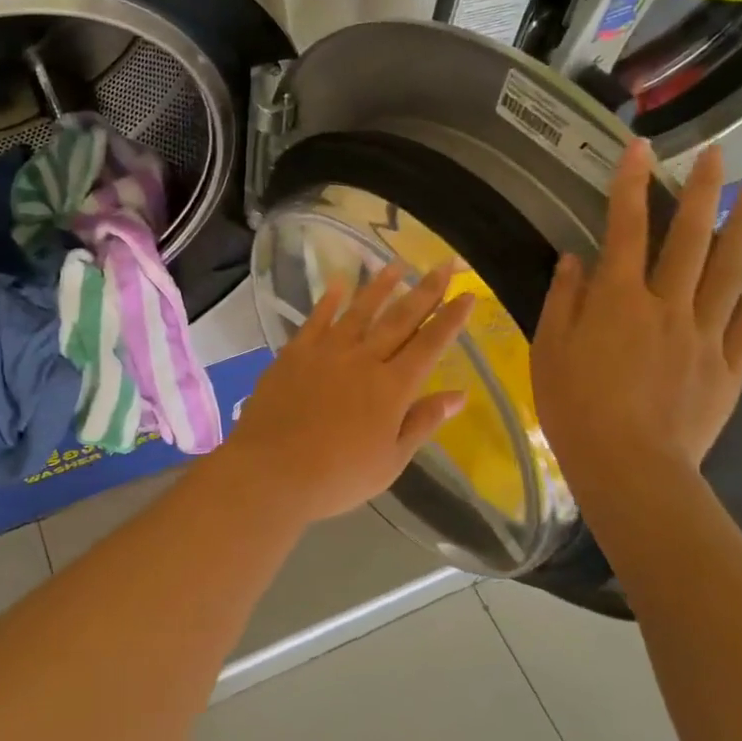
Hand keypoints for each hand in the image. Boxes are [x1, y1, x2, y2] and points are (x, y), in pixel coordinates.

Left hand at [215, 261, 474, 525]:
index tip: (468, 294)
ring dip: (380, 286)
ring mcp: (326, 352)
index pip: (430, 344)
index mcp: (392, 387)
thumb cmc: (338, 476)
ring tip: (397, 265)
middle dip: (426, 290)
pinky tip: (339, 284)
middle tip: (444, 264)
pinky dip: (329, 300)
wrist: (272, 471)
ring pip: (360, 311)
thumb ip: (423, 422)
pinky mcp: (294, 353)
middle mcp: (363, 359)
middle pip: (400, 319)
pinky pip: (316, 319)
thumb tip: (460, 395)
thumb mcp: (391, 460)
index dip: (451, 318)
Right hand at [532, 141, 741, 489]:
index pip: (624, 231)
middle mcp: (667, 306)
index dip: (629, 185)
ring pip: (729, 270)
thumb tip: (575, 260)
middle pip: (688, 239)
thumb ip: (564, 301)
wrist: (630, 467)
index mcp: (618, 301)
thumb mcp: (549, 351)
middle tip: (716, 153)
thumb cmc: (575, 409)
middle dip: (700, 191)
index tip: (638, 148)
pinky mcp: (729, 366)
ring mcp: (705, 335)